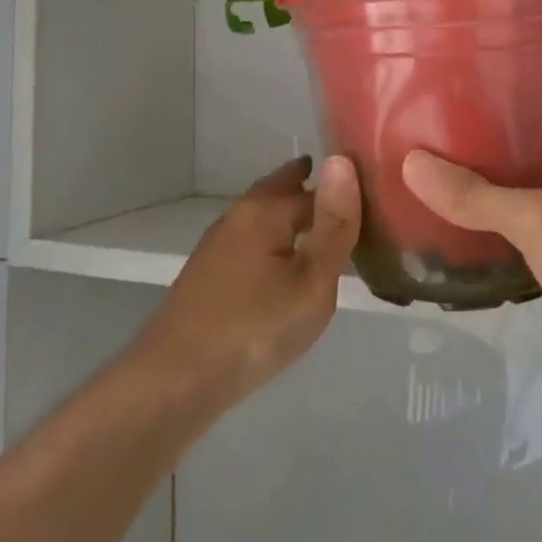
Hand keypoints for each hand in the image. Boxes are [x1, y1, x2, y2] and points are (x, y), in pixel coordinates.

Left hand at [132, 155, 359, 409]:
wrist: (174, 382)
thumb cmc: (255, 328)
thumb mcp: (312, 280)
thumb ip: (334, 224)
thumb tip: (343, 160)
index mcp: (264, 210)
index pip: (312, 185)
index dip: (341, 189)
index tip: (367, 190)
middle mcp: (237, 217)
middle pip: (277, 191)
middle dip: (305, 187)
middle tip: (340, 189)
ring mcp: (217, 247)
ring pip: (261, 218)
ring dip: (288, 214)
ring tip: (318, 225)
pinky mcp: (207, 276)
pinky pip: (250, 242)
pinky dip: (272, 240)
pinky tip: (281, 263)